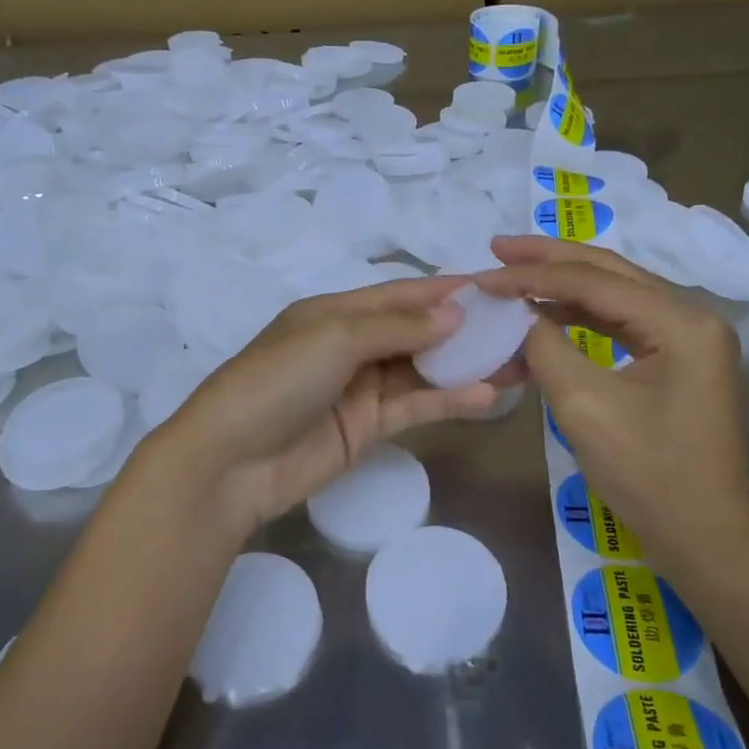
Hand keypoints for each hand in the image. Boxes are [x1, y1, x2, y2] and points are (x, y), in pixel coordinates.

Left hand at [145, 277, 499, 534]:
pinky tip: (487, 395)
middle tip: (518, 326)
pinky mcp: (368, 428)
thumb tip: (455, 315)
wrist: (231, 462)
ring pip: (422, 370)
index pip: (400, 294)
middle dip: (464, 328)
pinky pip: (416, 408)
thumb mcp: (335, 338)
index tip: (492, 286)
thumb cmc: (278, 380)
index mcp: (336, 312)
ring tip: (518, 361)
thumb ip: (397, 327)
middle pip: (417, 331)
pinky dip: (448, 401)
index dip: (444, 289)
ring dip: (465, 365)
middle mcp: (351, 345)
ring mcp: (360, 389)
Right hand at [475, 236, 748, 587]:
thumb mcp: (584, 406)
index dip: (532, 276)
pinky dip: (577, 316)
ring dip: (561, 284)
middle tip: (497, 247)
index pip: (593, 282)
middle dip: (549, 259)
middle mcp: (691, 316)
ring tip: (512, 272)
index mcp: (681, 322)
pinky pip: (619, 323)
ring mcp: (687, 338)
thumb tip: (518, 313)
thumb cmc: (648, 475)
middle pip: (608, 272)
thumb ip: (545, 347)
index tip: (483, 275)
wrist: (704, 540)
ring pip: (613, 293)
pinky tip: (543, 312)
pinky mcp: (676, 359)